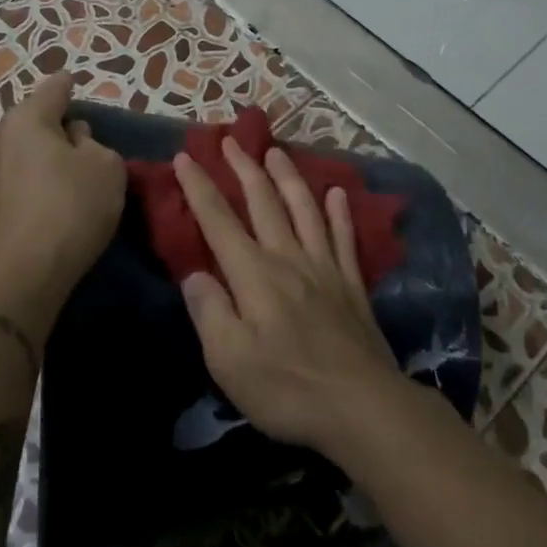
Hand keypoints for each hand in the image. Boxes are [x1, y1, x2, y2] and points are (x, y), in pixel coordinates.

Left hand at [0, 75, 126, 312]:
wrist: (23, 274)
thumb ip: (92, 143)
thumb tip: (72, 138)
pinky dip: (16, 185)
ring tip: (49, 172)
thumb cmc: (72, 209)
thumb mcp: (106, 168)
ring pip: (9, 152)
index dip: (67, 85)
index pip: (52, 90)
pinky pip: (1, 183)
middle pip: (26, 121)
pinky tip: (30, 201)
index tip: (72, 81)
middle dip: (47, 126)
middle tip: (72, 141)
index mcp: (26, 120)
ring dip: (27, 156)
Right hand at [172, 138, 404, 457]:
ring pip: (304, 209)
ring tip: (276, 151)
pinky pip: (344, 237)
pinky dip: (339, 212)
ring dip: (288, 177)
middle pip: (263, 202)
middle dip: (243, 169)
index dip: (199, 187)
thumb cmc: (287, 388)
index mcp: (253, 275)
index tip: (185, 156)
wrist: (362, 406)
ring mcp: (325, 268)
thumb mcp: (228, 360)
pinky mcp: (352, 285)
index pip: (218, 220)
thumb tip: (194, 274)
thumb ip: (209, 311)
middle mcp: (288, 258)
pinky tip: (337, 193)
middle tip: (231, 140)